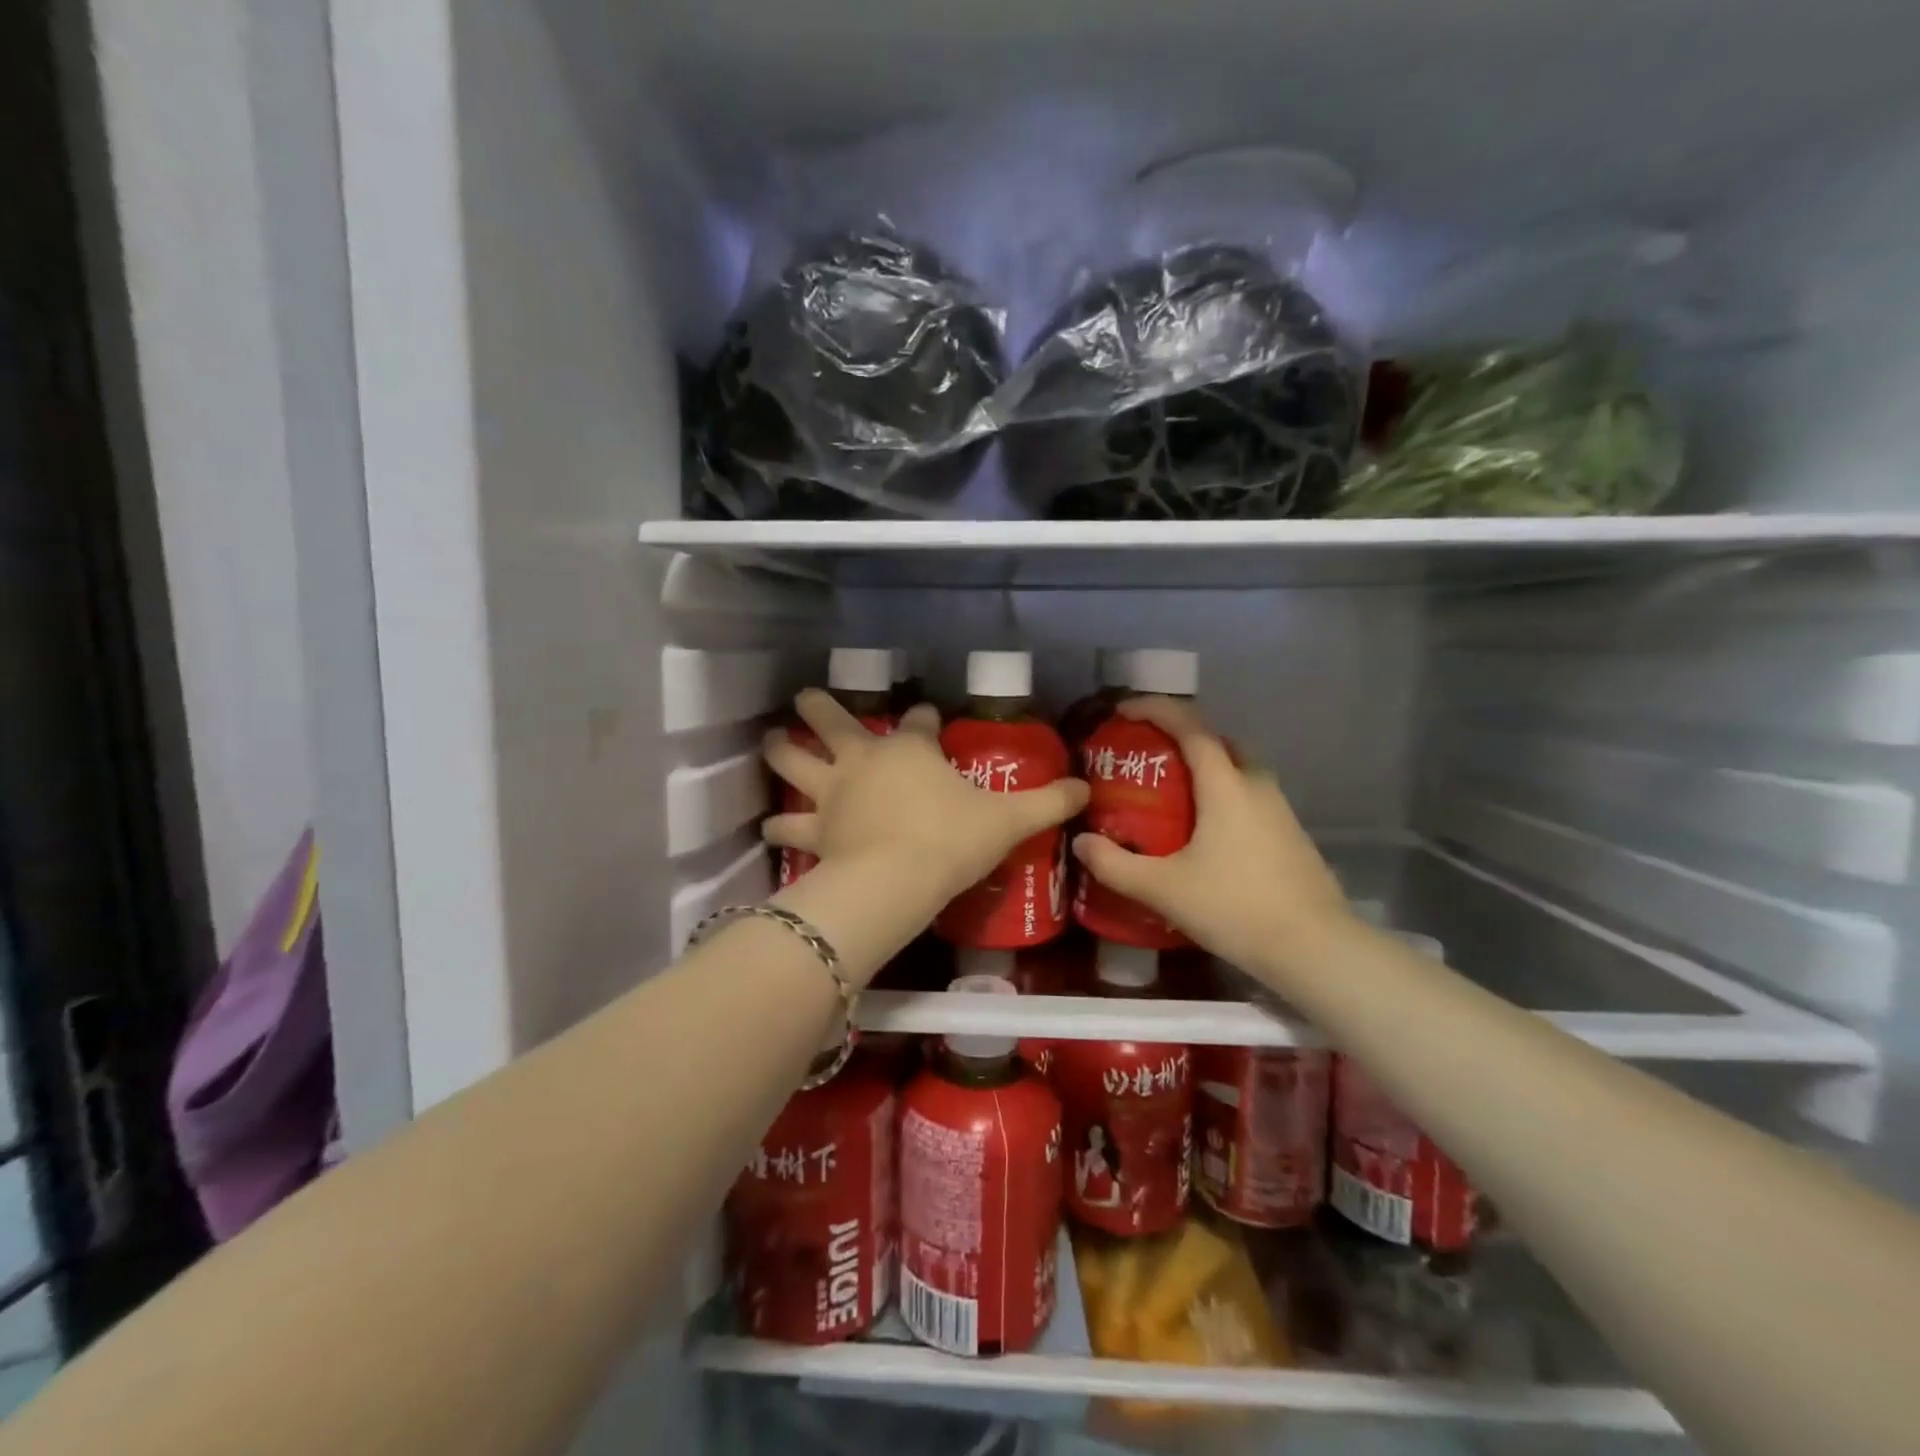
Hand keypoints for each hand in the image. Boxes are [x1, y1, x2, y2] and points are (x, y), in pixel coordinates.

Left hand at [764, 691, 1089, 904]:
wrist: (898, 879)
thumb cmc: (951, 840)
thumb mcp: (1008, 820)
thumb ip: (1046, 802)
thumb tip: (1085, 788)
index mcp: (909, 749)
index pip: (918, 722)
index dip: (922, 717)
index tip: (926, 716)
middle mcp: (863, 760)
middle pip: (833, 720)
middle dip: (820, 707)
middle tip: (806, 698)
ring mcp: (833, 792)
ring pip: (795, 760)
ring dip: (781, 749)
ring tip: (772, 740)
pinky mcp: (814, 829)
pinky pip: (788, 824)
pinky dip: (779, 824)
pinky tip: (769, 825)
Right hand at [1071, 697, 1351, 976]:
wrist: (1315, 949)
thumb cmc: (1235, 907)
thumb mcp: (1163, 889)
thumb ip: (1115, 865)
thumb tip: (1081, 842)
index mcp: (1225, 785)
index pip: (1190, 725)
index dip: (1155, 708)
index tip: (1123, 710)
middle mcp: (1256, 785)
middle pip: (1218, 741)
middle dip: (1181, 736)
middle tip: (1148, 756)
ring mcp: (1280, 810)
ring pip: (1238, 769)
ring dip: (1205, 768)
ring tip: (1171, 795)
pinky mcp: (1290, 835)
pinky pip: (1249, 797)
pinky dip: (1223, 795)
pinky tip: (1204, 833)